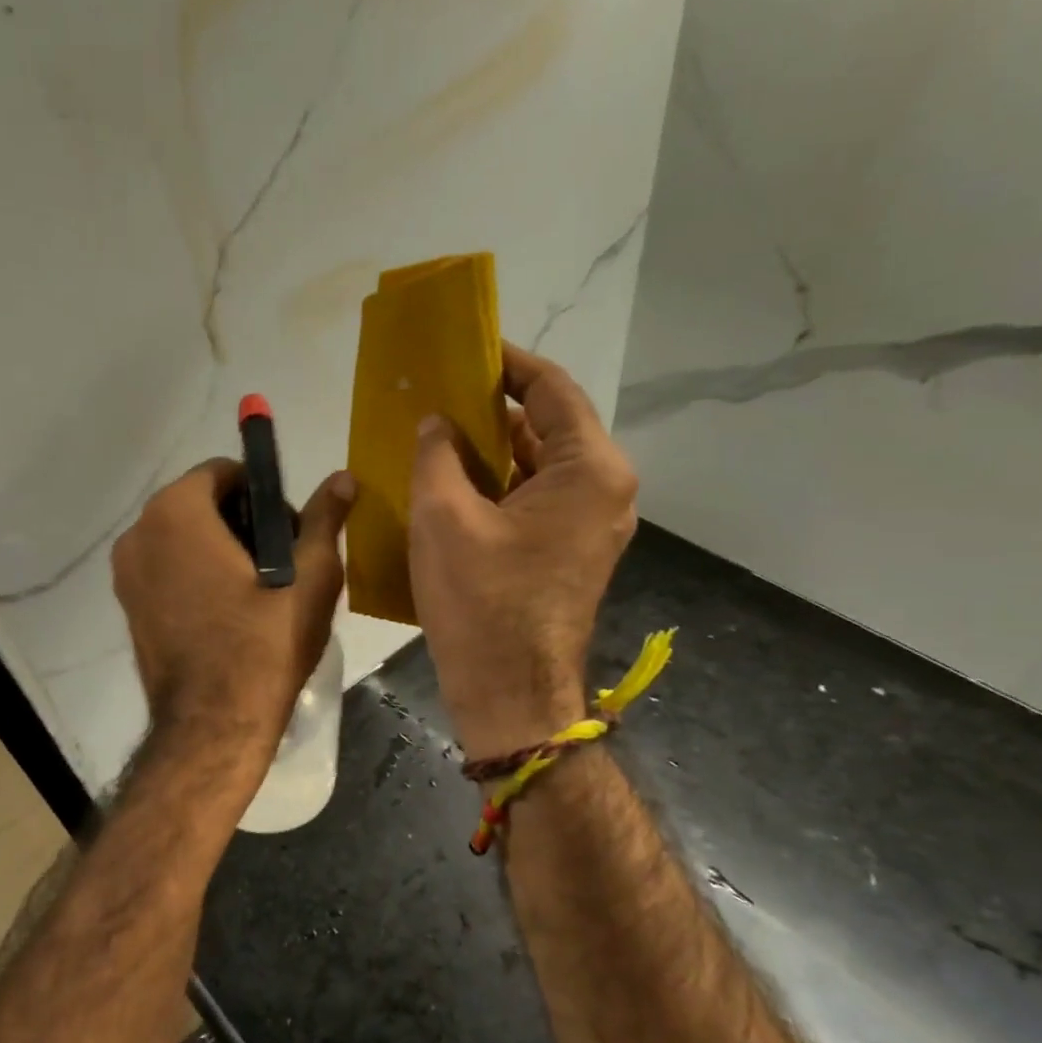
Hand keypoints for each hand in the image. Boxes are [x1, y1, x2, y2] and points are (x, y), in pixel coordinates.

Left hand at [112, 460, 355, 762]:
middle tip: (280, 565)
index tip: (287, 533)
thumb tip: (344, 477)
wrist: (213, 725)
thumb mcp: (310, 577)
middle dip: (241, 522)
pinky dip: (195, 575)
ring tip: (257, 593)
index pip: (224, 472)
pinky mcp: (127, 607)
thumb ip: (324, 518)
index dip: (263, 494)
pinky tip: (227, 613)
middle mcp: (139, 533)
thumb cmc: (266, 644)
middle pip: (200, 504)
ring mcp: (126, 573)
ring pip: (182, 538)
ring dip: (219, 549)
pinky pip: (167, 570)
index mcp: (176, 512)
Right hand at [409, 343, 637, 757]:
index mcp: (589, 469)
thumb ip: (437, 454)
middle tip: (438, 394)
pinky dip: (498, 486)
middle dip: (492, 409)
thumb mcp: (443, 516)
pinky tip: (452, 484)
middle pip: (548, 427)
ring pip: (539, 466)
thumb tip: (437, 422)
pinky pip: (535, 500)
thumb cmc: (481, 601)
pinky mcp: (570, 552)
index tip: (463, 350)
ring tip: (437, 435)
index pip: (551, 389)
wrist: (510, 692)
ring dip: (491, 450)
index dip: (506, 364)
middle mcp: (604, 490)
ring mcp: (591, 525)